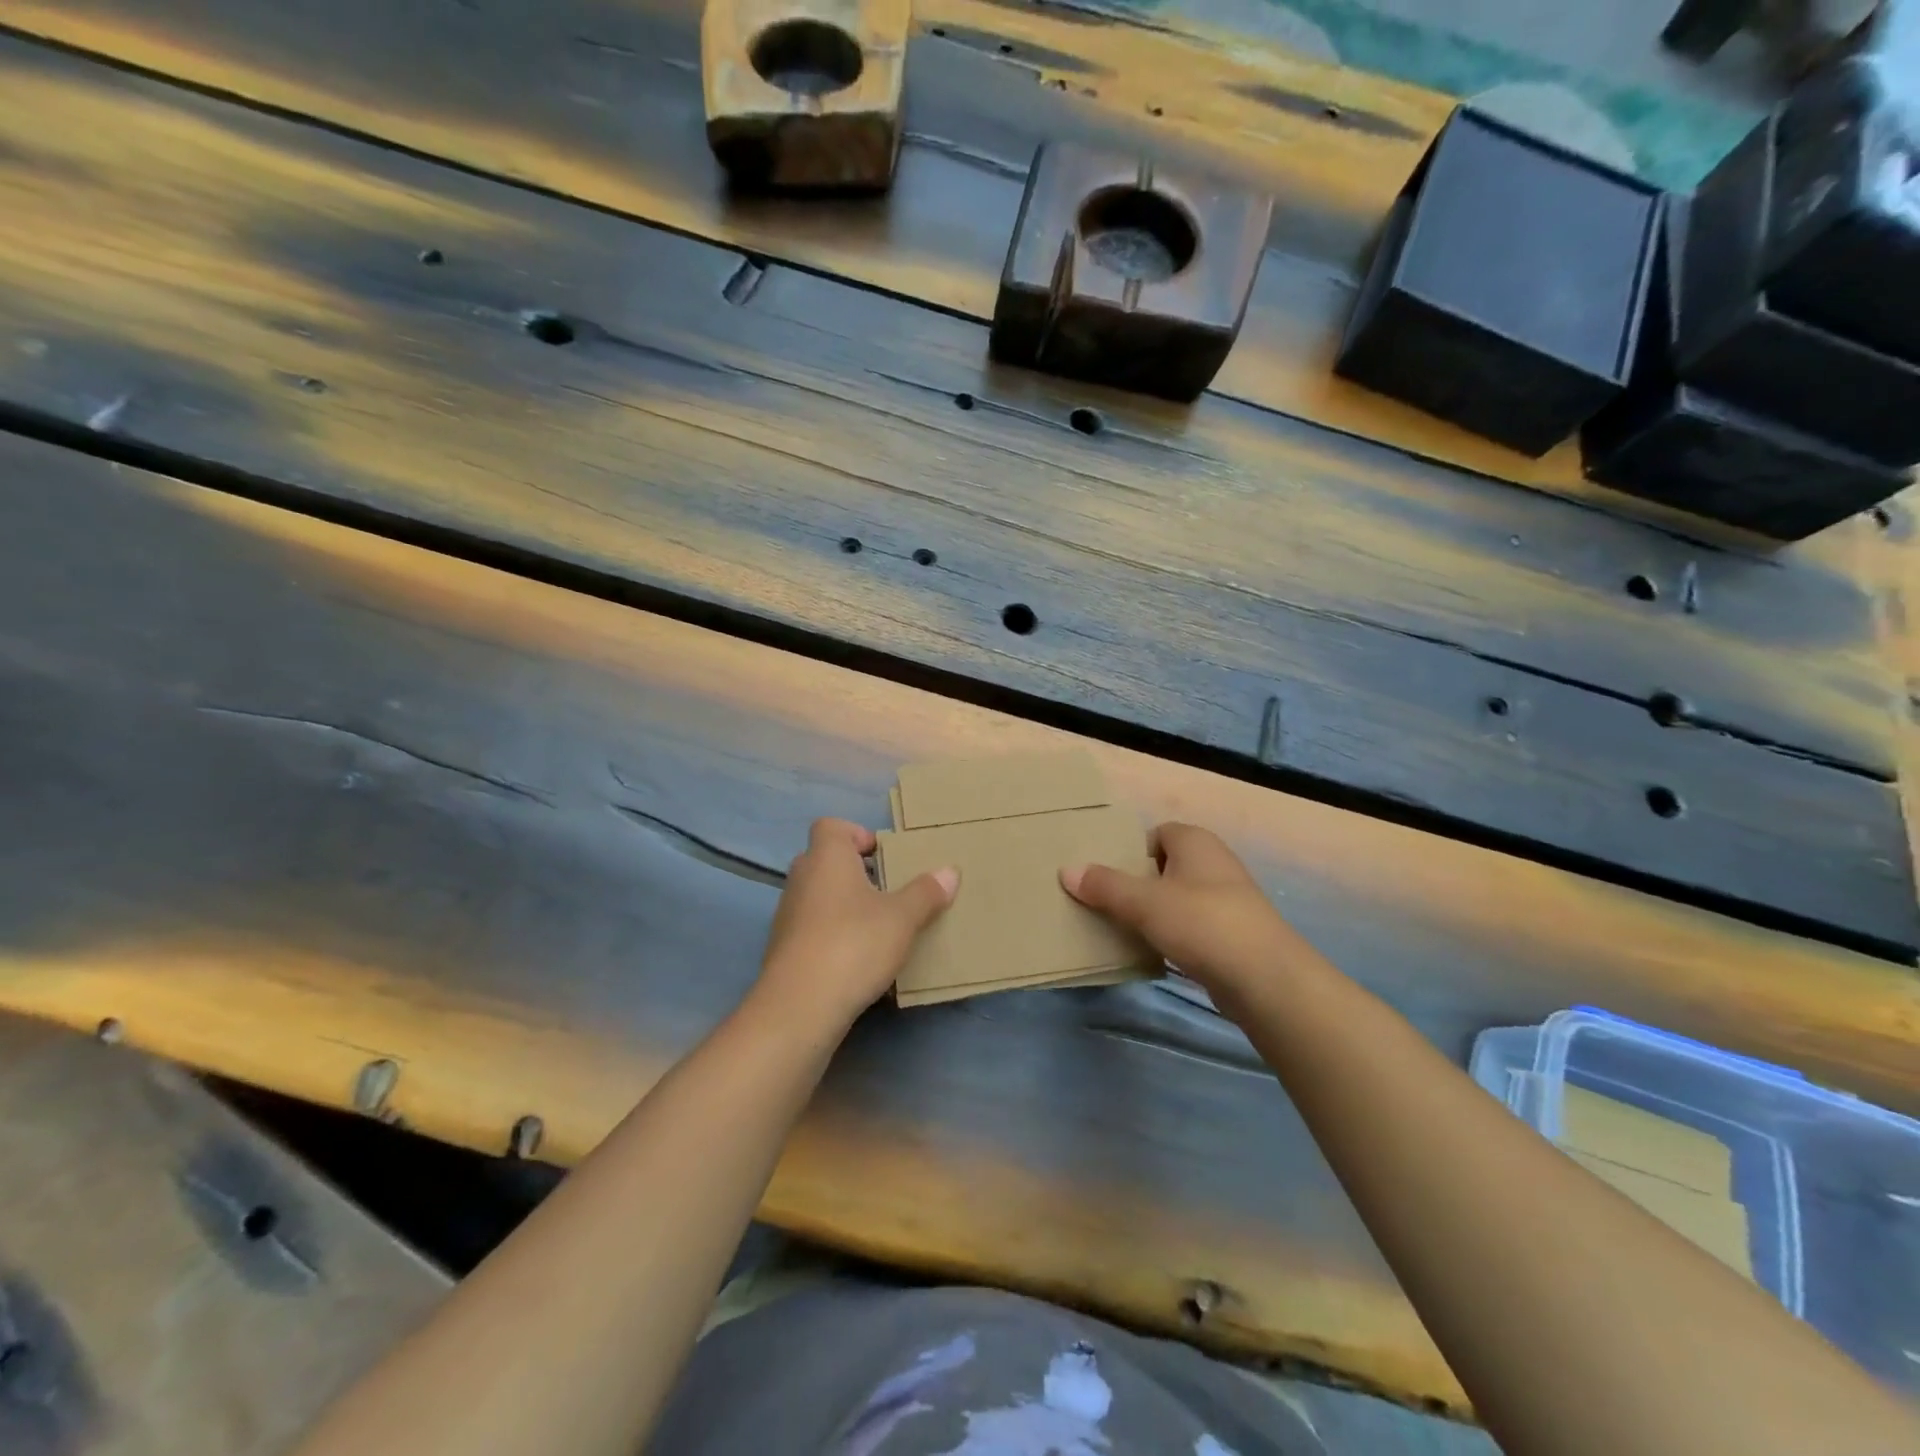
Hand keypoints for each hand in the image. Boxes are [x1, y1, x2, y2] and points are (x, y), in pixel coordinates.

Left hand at [754, 818, 957, 1030]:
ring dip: (846, 906)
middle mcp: (801, 878)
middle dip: (857, 873)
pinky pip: (813, 929)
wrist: (799, 1007)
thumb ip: (926, 893)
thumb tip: (950, 871)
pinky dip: (834, 935)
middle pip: (827, 861)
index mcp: (827, 858)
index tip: (883, 857)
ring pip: (820, 897)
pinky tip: (859, 960)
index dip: (857, 835)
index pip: (831, 826)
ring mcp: (788, 915)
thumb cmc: (854, 944)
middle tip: (889, 892)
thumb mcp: (902, 918)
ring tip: (880, 929)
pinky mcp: (784, 949)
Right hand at [1062, 822, 1304, 1008]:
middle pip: (1163, 867)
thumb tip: (1066, 870)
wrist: (1266, 979)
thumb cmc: (1203, 923)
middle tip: (1101, 902)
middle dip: (1135, 884)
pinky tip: (1150, 953)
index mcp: (1195, 842)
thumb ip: (1104, 886)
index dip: (1129, 852)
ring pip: (1176, 899)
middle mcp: (1213, 863)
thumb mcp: (1144, 902)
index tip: (1103, 875)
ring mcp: (1226, 901)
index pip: (1155, 834)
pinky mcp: (1231, 935)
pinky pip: (1190, 927)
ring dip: (1151, 913)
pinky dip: (1170, 936)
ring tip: (1118, 929)